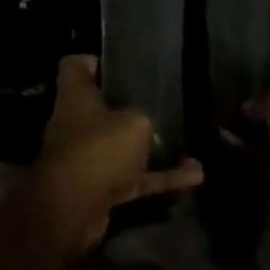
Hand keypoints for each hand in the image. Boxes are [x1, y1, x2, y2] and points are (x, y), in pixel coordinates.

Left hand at [26, 56, 203, 252]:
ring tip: (189, 144)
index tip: (123, 64)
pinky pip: (136, 178)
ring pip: (122, 147)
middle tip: (163, 103)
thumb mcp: (134, 122)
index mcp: (75, 98)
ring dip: (153, 149)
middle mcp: (77, 124)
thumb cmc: (99, 149)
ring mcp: (88, 158)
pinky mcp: (100, 188)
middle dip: (130, 108)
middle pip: (101, 108)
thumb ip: (143, 118)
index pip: (75, 67)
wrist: (74, 208)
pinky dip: (162, 177)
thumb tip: (144, 125)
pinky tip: (195, 176)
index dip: (96, 61)